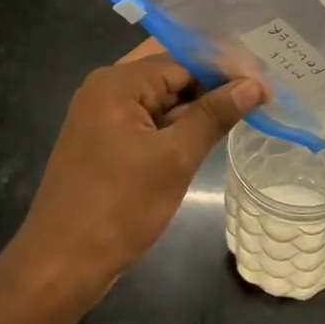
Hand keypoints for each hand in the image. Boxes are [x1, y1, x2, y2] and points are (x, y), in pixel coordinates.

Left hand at [11, 54, 264, 299]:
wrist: (60, 264)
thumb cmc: (119, 207)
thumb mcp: (174, 159)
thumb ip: (213, 116)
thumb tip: (253, 85)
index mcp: (118, 82)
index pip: (182, 59)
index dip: (226, 68)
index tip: (265, 82)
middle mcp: (106, 88)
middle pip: (170, 71)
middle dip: (213, 80)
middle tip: (259, 90)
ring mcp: (102, 115)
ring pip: (160, 96)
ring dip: (198, 102)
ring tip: (245, 106)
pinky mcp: (105, 140)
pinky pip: (148, 118)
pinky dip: (178, 122)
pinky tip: (209, 129)